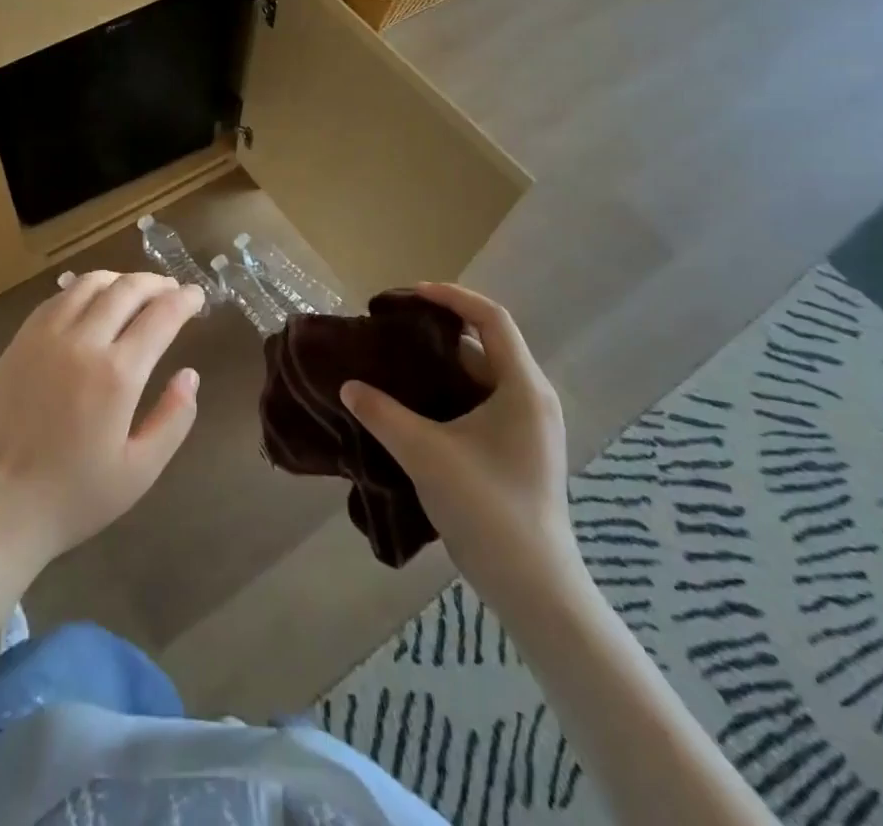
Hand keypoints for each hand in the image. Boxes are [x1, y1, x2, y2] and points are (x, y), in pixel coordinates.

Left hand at [0, 272, 202, 583]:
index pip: (161, 316)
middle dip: (155, 283)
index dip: (184, 300)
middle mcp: (82, 342)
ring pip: (88, 284)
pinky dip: (82, 290)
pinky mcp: (18, 342)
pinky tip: (90, 302)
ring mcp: (44, 337)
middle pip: (126, 289)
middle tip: (171, 289)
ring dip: (119, 279)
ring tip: (134, 289)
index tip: (197, 295)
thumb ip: (173, 419)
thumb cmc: (72, 497)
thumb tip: (189, 375)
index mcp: (117, 374)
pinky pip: (56, 299)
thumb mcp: (139, 472)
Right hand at [341, 284, 581, 601]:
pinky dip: (450, 393)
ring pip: (481, 377)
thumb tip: (348, 386)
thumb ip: (383, 414)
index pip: (492, 319)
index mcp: (523, 387)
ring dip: (441, 366)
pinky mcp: (518, 450)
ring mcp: (528, 426)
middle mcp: (532, 398)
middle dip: (439, 332)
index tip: (409, 294)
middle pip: (485, 345)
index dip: (452, 297)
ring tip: (396, 363)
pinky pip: (482, 403)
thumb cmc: (487, 508)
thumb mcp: (426, 454)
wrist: (533, 588)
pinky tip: (415, 405)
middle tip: (394, 330)